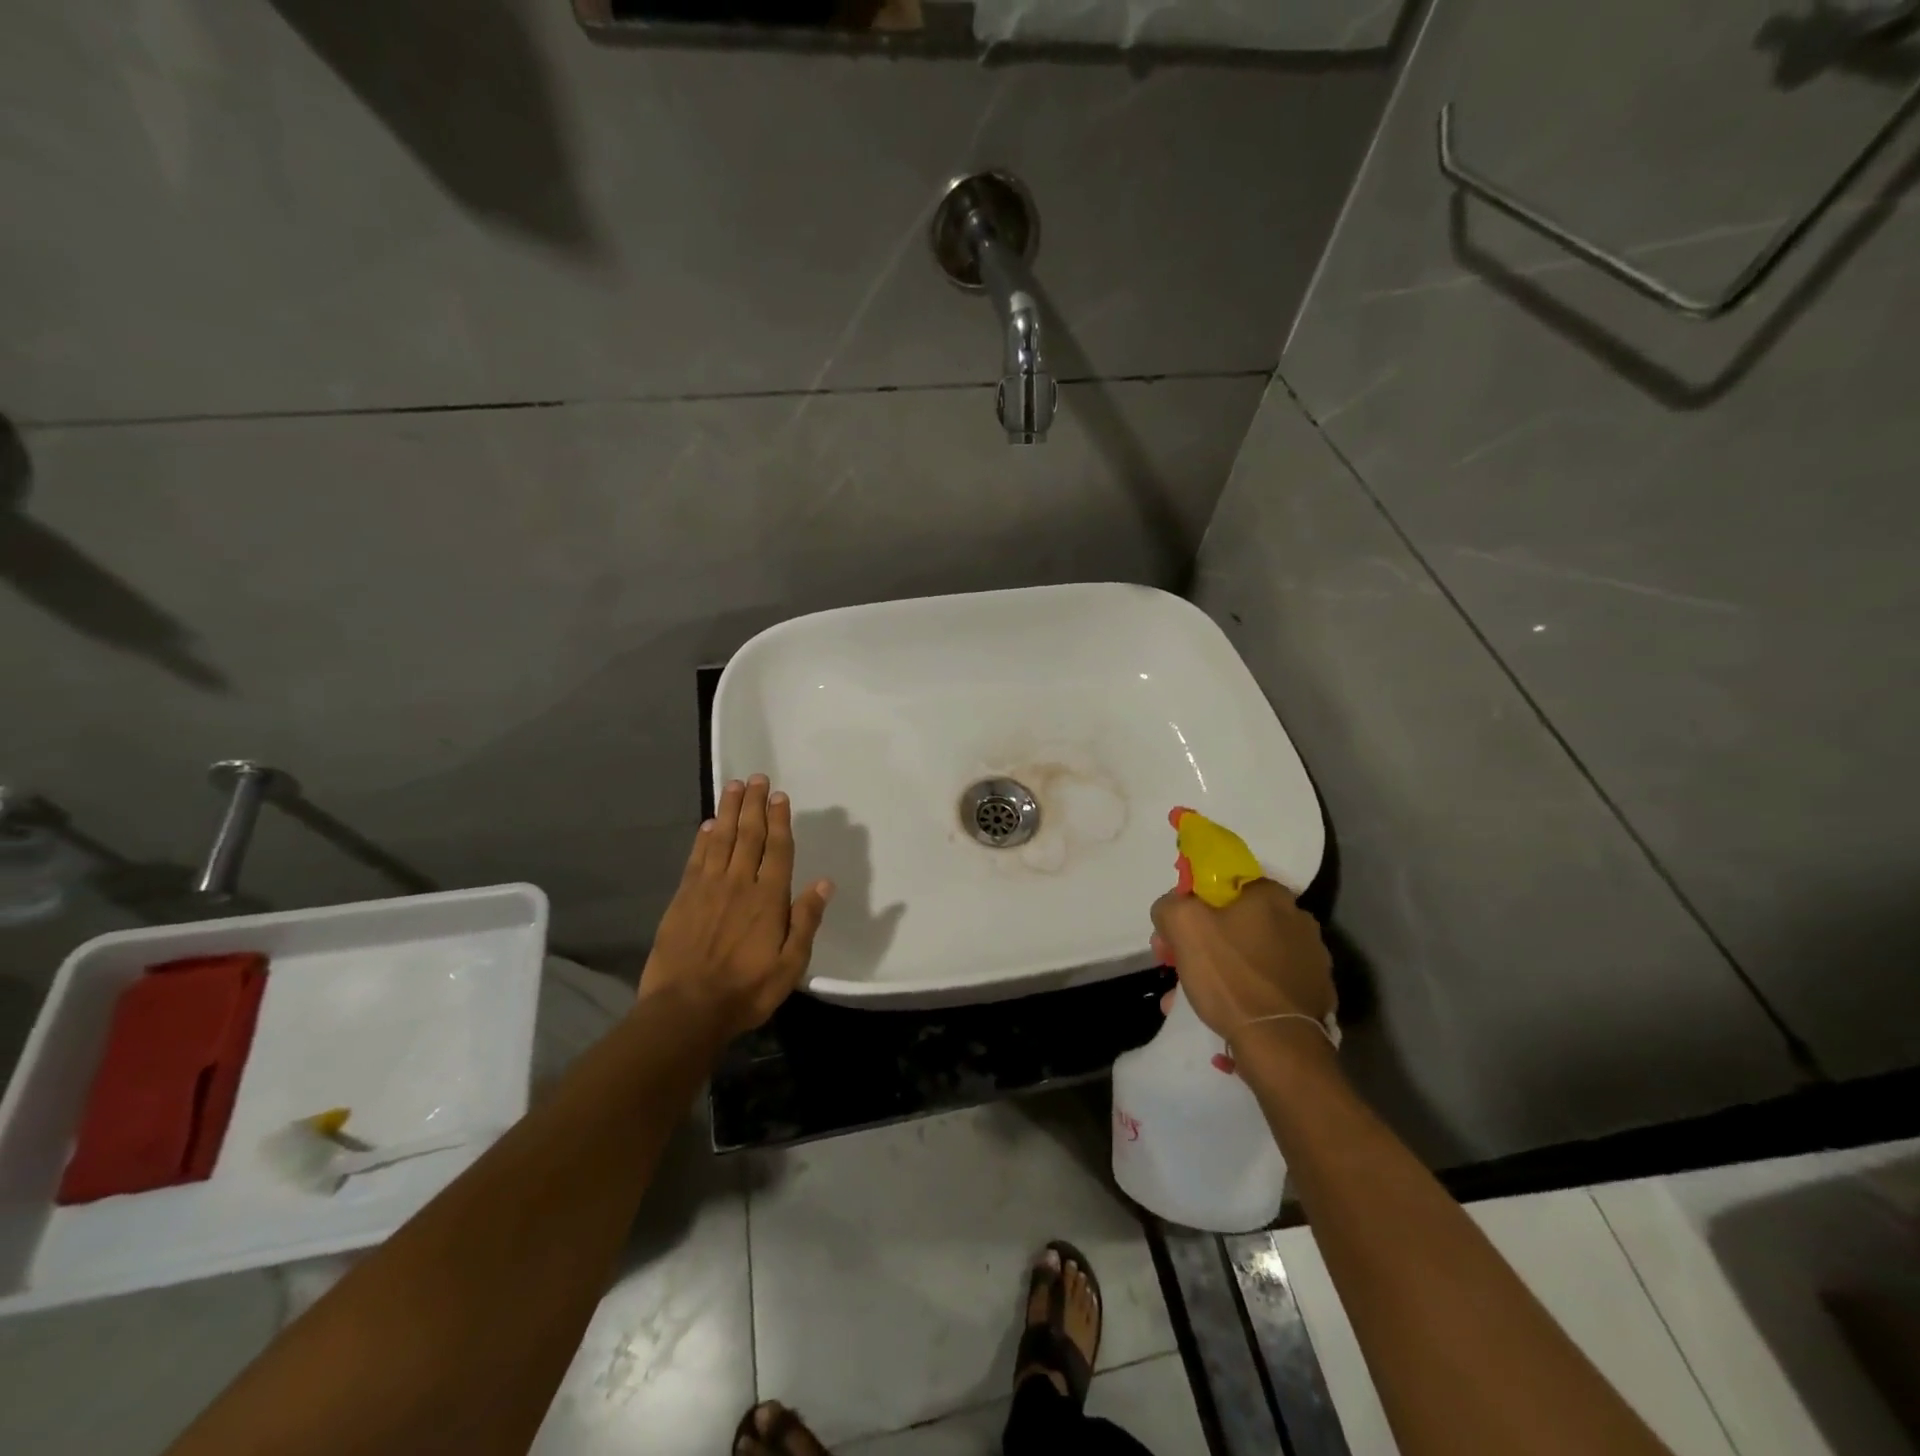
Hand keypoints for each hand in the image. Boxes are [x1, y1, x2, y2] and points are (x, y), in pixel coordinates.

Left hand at [640, 775, 833, 1040]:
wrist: (686, 1009)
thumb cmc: (746, 990)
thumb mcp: (790, 965)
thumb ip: (806, 921)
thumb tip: (824, 883)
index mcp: (769, 898)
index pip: (777, 849)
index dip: (780, 820)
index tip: (779, 796)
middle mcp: (739, 883)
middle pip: (749, 835)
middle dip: (754, 804)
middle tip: (757, 778)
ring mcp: (708, 888)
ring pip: (721, 839)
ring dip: (728, 811)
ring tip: (734, 786)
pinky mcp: (683, 898)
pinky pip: (696, 859)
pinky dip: (702, 839)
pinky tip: (707, 825)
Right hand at [1149, 879, 1334, 1047]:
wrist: (1279, 1045)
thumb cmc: (1230, 976)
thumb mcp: (1182, 925)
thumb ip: (1170, 904)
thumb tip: (1172, 908)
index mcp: (1270, 894)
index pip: (1220, 885)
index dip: (1189, 906)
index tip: (1172, 935)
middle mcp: (1298, 918)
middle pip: (1233, 921)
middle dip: (1201, 942)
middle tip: (1177, 967)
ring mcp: (1312, 958)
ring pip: (1249, 954)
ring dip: (1219, 968)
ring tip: (1190, 996)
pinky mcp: (1315, 991)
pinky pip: (1268, 982)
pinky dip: (1244, 990)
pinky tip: (1223, 1010)